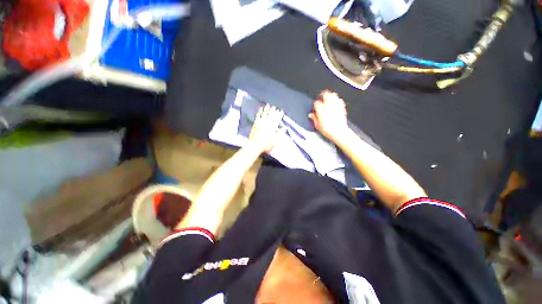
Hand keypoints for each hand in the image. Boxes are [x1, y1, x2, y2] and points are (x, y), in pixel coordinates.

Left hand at [249, 104, 284, 153]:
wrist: (255, 146)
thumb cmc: (266, 145)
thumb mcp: (275, 141)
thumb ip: (280, 133)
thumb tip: (284, 128)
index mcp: (273, 127)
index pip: (277, 119)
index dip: (279, 115)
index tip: (281, 111)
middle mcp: (267, 123)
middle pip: (271, 115)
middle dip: (273, 111)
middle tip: (275, 107)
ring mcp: (260, 123)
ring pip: (264, 114)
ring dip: (267, 109)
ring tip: (268, 105)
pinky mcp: (255, 123)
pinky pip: (258, 116)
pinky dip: (260, 112)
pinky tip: (261, 109)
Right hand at [309, 90, 348, 140]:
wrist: (339, 132)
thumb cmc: (327, 129)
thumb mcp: (317, 125)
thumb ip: (314, 118)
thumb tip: (310, 115)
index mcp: (321, 110)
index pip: (316, 103)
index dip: (315, 104)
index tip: (315, 106)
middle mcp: (328, 106)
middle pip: (326, 94)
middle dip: (323, 94)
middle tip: (321, 96)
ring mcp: (336, 106)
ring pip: (333, 95)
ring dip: (330, 95)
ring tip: (328, 97)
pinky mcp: (342, 108)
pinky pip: (339, 100)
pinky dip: (337, 100)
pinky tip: (336, 102)